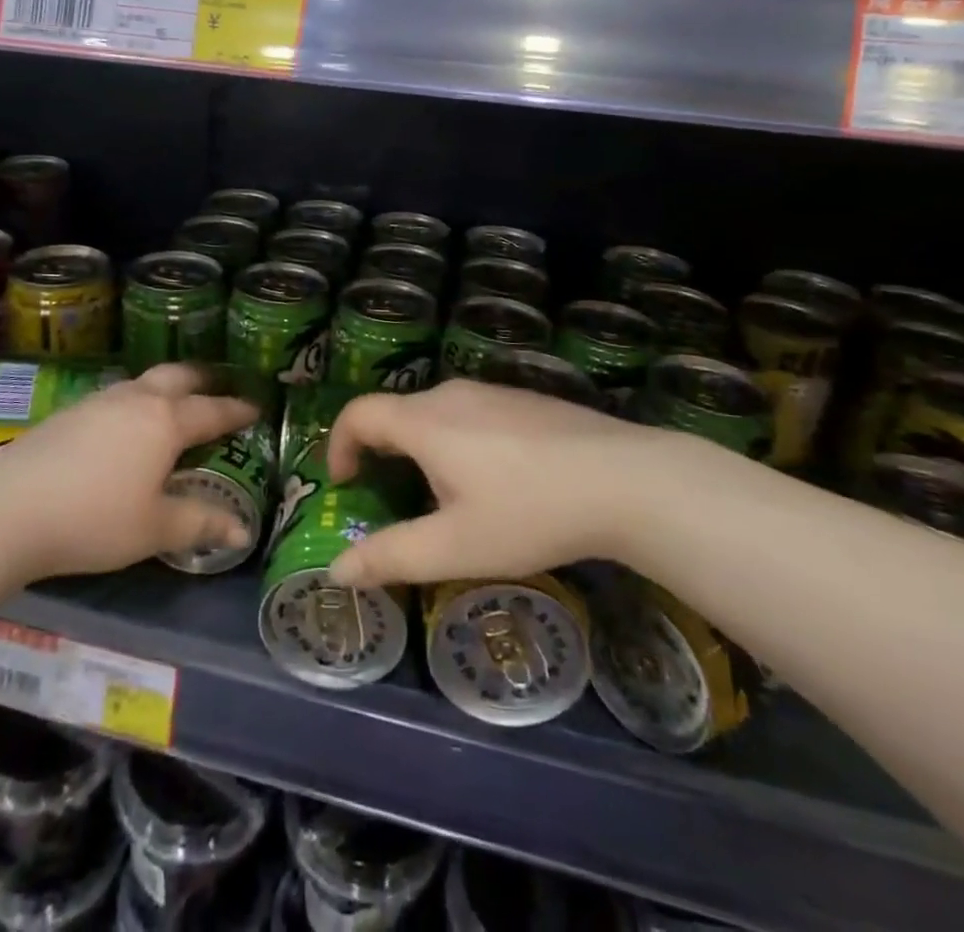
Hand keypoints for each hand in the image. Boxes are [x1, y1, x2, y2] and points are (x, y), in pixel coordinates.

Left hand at [0, 363, 257, 581]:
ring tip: (174, 402)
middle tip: (218, 385)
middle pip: (178, 376)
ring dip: (167, 387)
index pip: (213, 410)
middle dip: (203, 379)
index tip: (256, 408)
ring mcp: (100, 401)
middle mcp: (137, 400)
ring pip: (144, 382)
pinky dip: (137, 400)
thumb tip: (243, 530)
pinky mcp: (70, 412)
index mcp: (166, 421)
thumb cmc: (94, 519)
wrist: (7, 508)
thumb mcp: (154, 528)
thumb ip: (200, 523)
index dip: (237, 410)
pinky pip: (118, 396)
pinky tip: (125, 424)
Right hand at [325, 380, 641, 588]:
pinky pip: (471, 414)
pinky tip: (496, 483)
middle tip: (391, 499)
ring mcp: (493, 392)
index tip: (343, 484)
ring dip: (420, 449)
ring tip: (444, 498)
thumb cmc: (529, 514)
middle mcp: (452, 394)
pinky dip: (457, 441)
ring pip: (436, 413)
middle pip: (396, 413)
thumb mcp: (454, 547)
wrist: (626, 479)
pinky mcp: (525, 400)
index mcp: (424, 421)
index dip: (339, 445)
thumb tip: (337, 571)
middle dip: (380, 453)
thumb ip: (391, 557)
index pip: (358, 414)